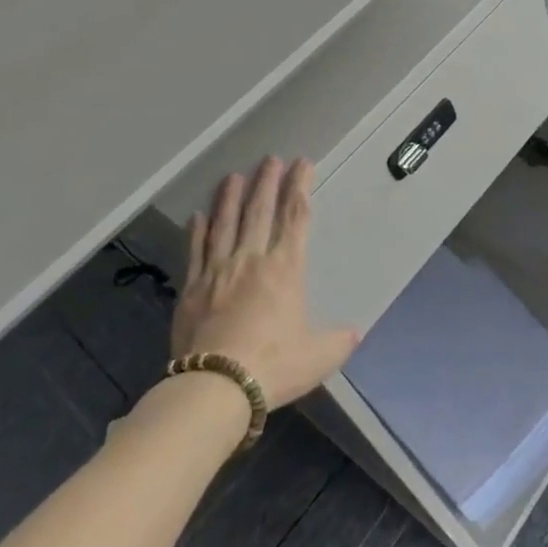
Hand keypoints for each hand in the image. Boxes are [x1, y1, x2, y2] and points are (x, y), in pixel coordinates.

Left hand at [172, 157, 357, 407]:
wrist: (216, 387)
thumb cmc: (273, 365)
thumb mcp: (318, 356)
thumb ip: (337, 340)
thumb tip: (354, 332)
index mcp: (285, 268)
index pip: (296, 216)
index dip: (300, 187)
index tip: (303, 164)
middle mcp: (252, 259)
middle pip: (260, 210)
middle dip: (267, 181)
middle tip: (270, 159)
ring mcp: (218, 271)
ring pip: (225, 223)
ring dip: (231, 197)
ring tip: (234, 176)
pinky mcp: (192, 288)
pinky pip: (196, 251)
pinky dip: (198, 231)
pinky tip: (198, 216)